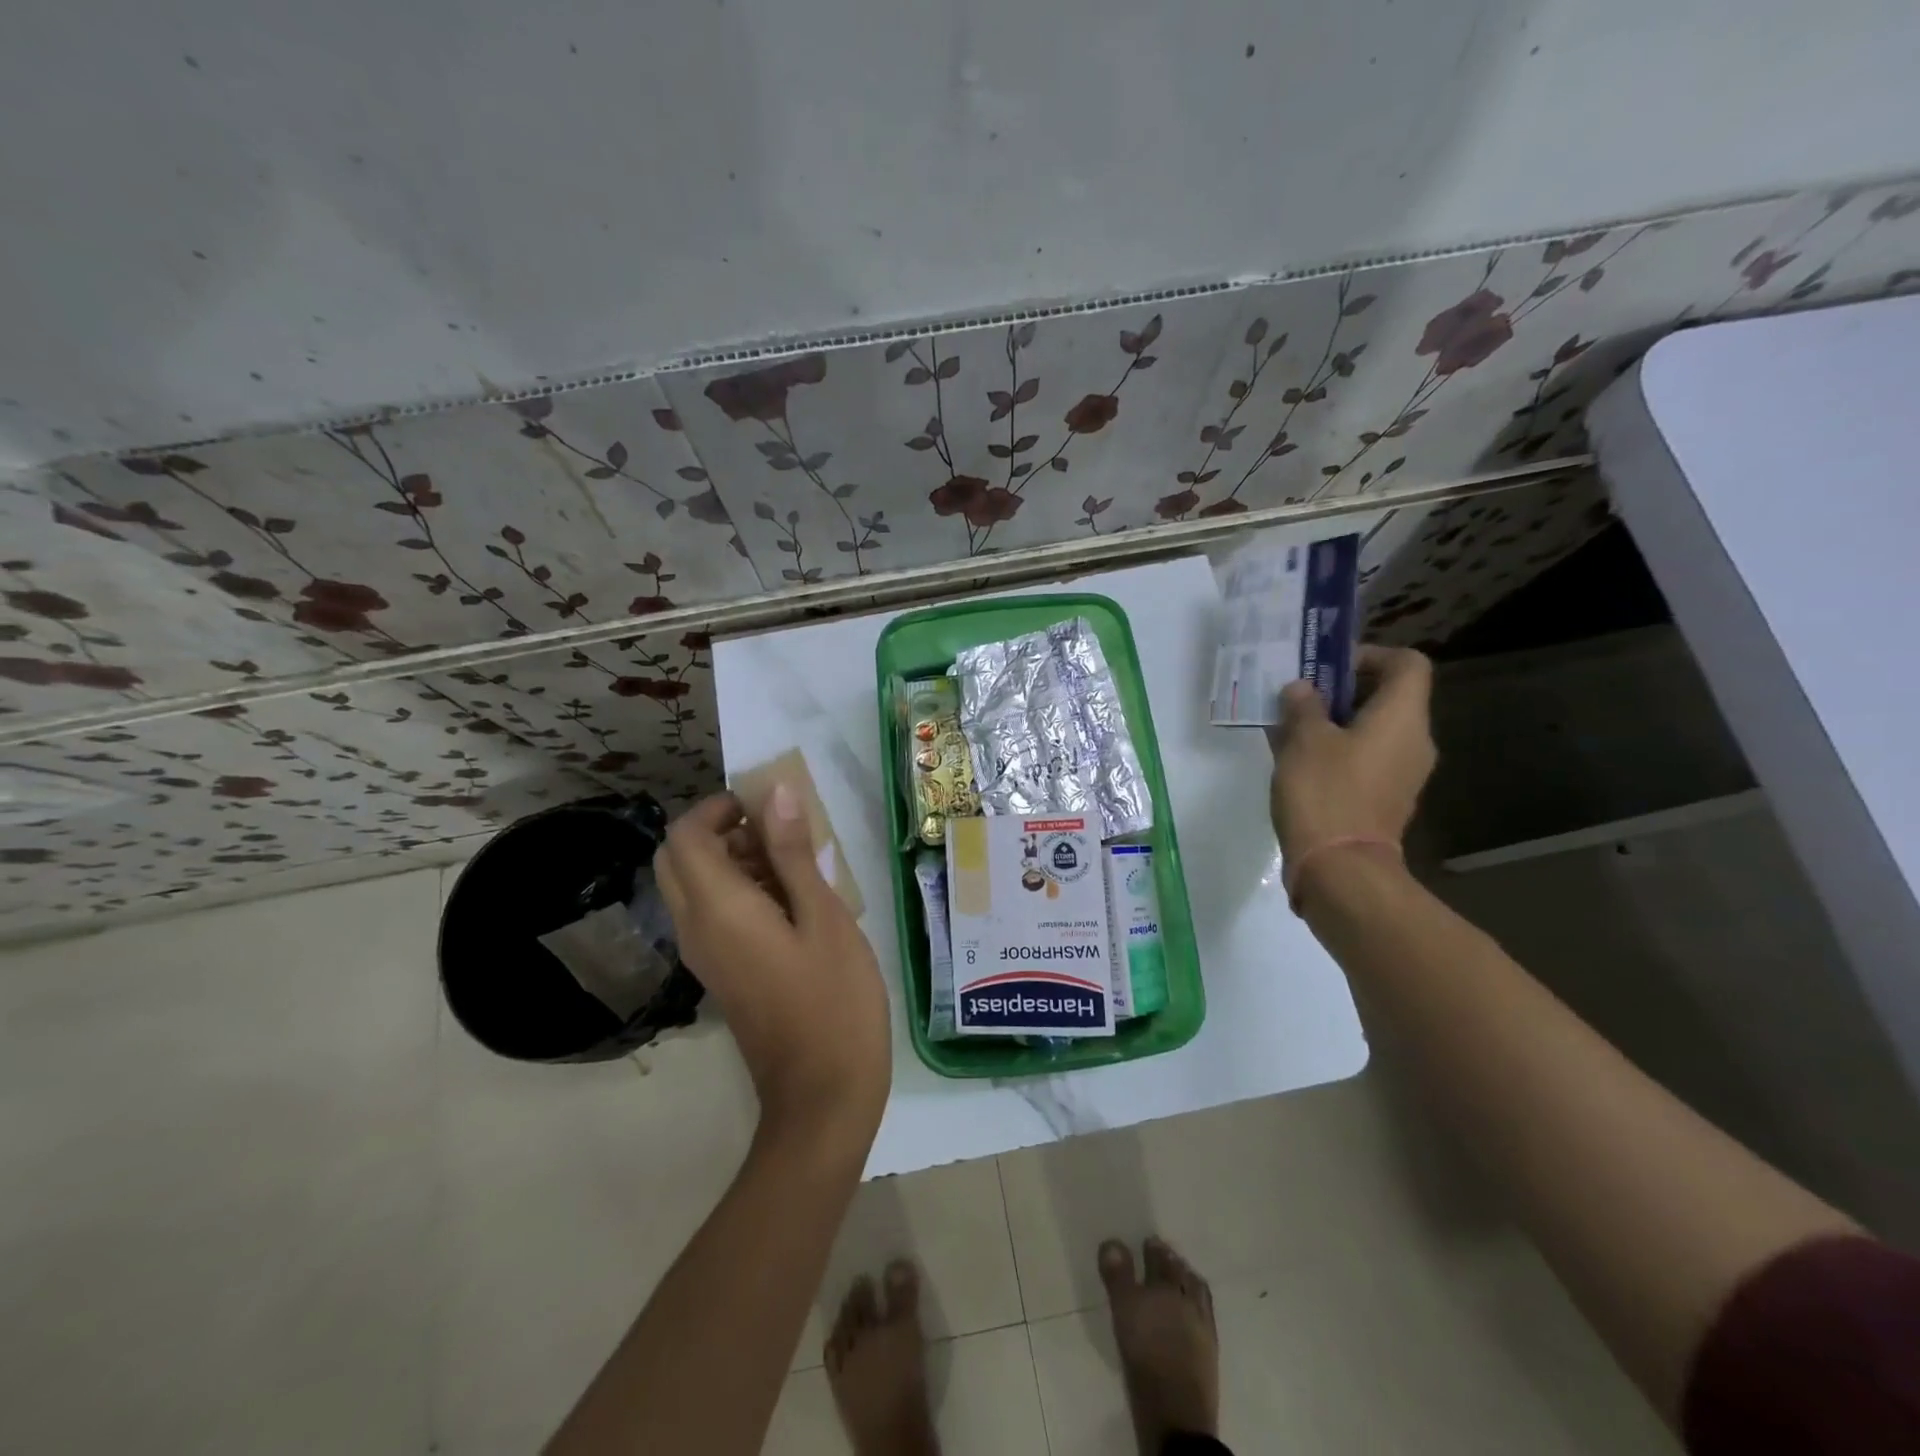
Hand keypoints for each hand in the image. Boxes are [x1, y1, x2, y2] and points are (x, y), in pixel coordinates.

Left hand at [655, 787, 890, 1137]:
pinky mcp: (722, 973)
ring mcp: (706, 956)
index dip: (716, 808)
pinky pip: (712, 916)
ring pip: (693, 887)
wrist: (822, 1094)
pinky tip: (793, 903)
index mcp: (718, 910)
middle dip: (719, 832)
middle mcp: (696, 929)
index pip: (683, 837)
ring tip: (796, 865)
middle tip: (777, 833)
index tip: (766, 807)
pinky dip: (739, 892)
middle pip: (677, 859)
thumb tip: (776, 795)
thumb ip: (793, 855)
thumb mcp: (824, 917)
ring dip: (732, 861)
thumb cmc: (833, 1000)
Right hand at [1267, 645, 1436, 886]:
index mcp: (1402, 717)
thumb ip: (1303, 706)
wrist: (1340, 869)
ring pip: (1371, 729)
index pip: (1406, 664)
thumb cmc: (1325, 792)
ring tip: (1289, 727)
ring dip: (1334, 722)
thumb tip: (1302, 689)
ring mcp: (1402, 773)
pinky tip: (1297, 760)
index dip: (1369, 655)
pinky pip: (1364, 758)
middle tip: (1298, 696)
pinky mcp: (1383, 799)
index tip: (1328, 668)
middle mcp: (1413, 741)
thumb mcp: (1304, 740)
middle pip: (1387, 697)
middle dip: (1341, 691)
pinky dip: (1336, 750)